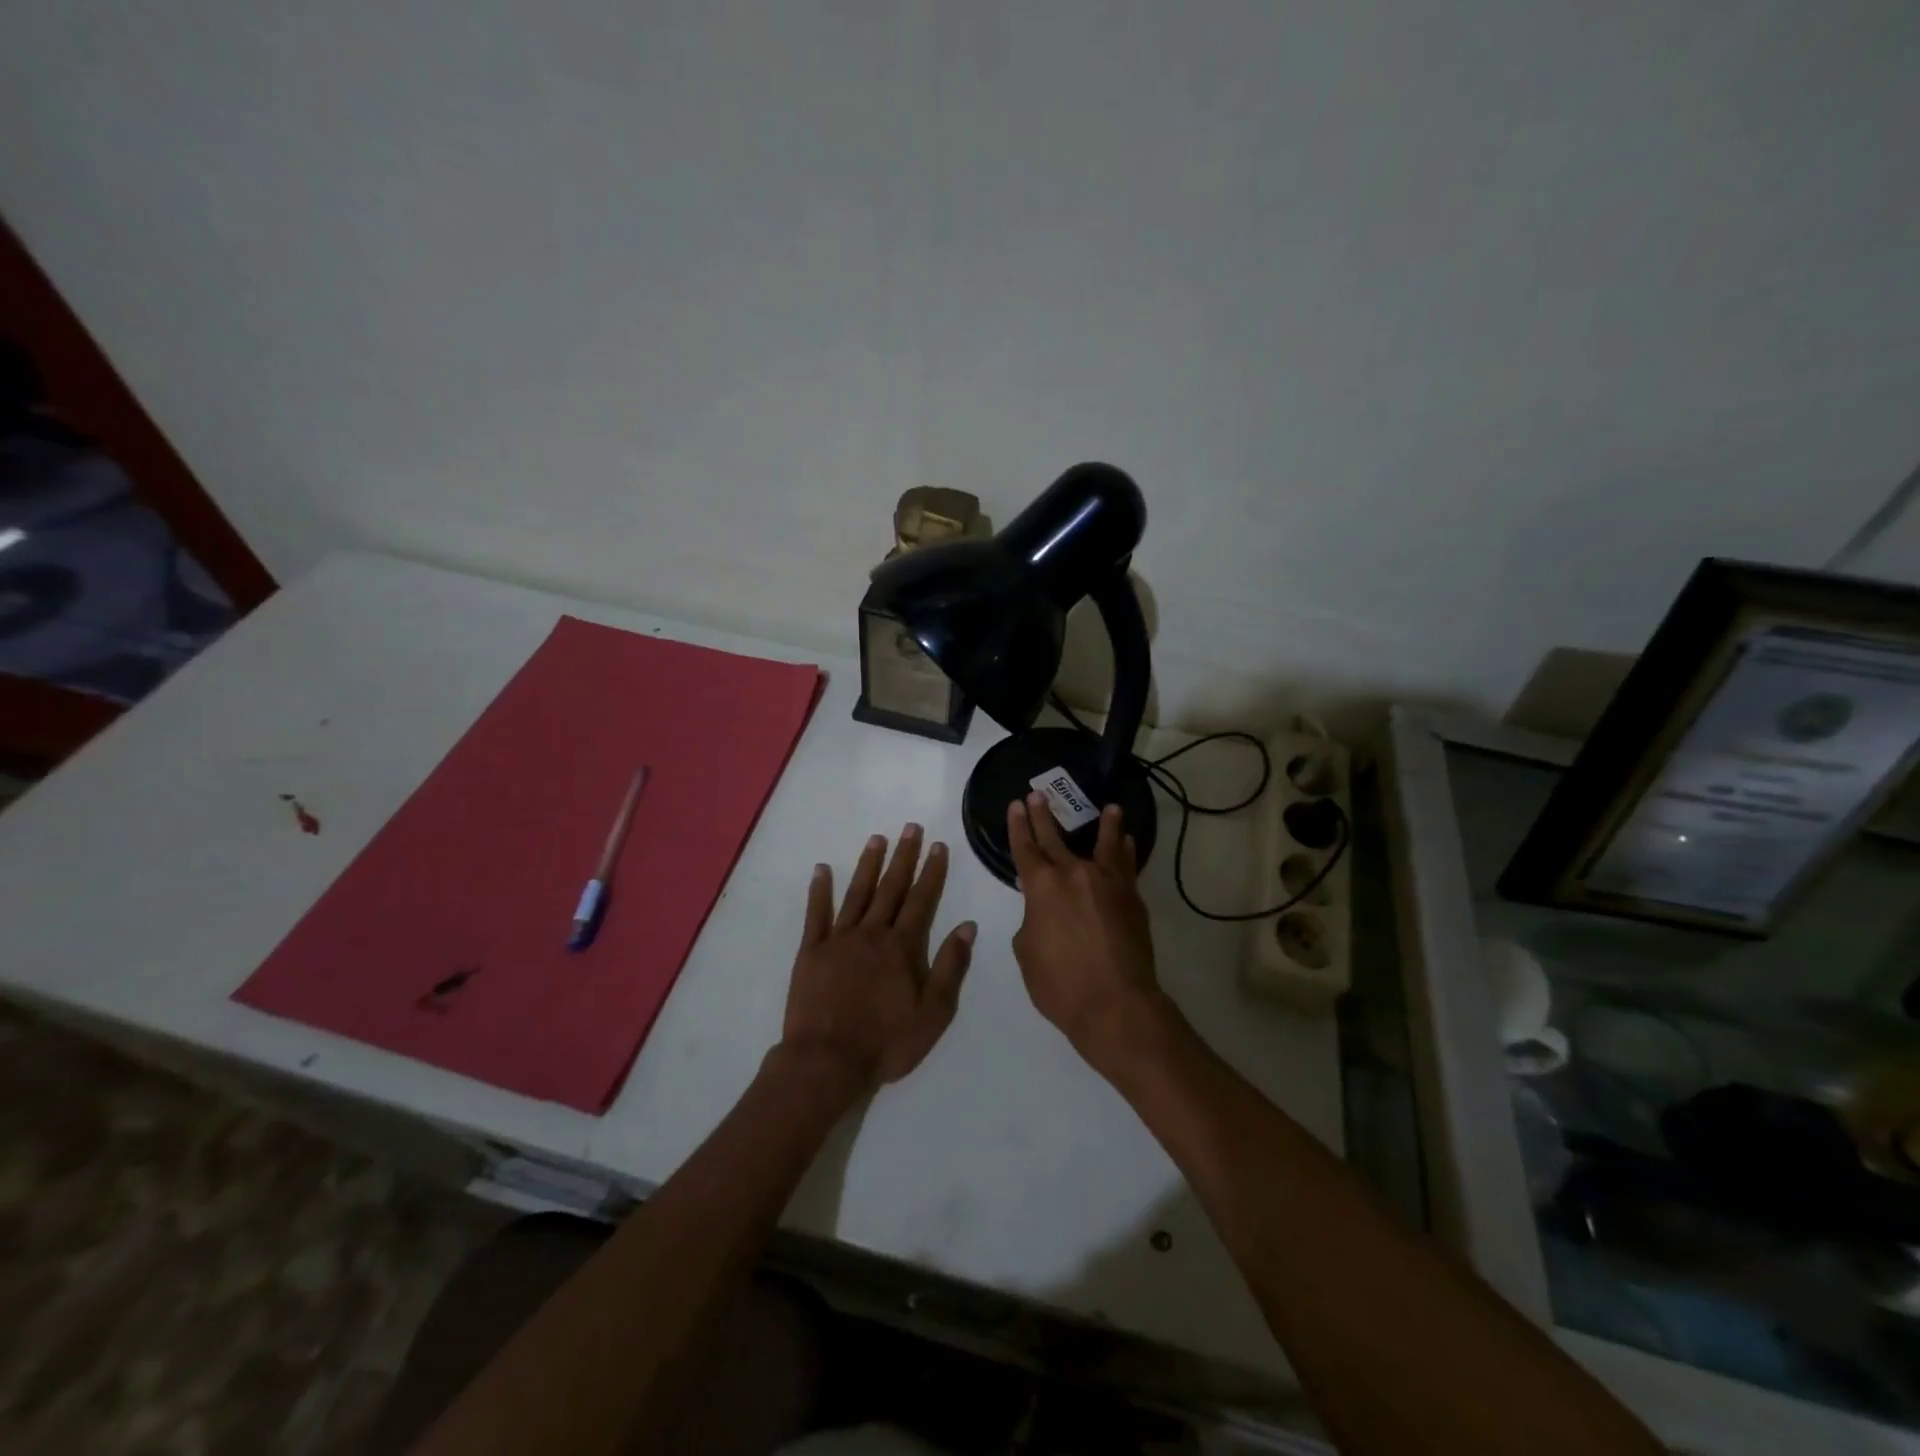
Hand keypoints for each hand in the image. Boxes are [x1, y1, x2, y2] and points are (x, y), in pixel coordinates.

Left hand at [781, 824, 976, 1093]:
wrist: (826, 1062)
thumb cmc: (885, 1042)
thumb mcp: (933, 1013)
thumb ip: (950, 967)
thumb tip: (967, 926)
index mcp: (902, 947)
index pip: (922, 900)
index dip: (931, 872)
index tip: (938, 846)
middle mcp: (872, 933)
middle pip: (891, 888)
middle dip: (903, 857)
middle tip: (911, 828)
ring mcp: (838, 939)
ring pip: (857, 893)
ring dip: (868, 864)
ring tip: (877, 838)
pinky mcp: (810, 951)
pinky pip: (815, 914)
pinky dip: (819, 890)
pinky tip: (822, 869)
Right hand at [1007, 793, 1161, 1069]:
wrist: (1116, 1005)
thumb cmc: (1060, 985)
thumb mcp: (1027, 952)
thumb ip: (1031, 921)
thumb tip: (1043, 909)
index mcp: (1042, 887)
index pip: (1026, 848)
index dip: (1019, 826)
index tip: (1017, 805)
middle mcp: (1075, 875)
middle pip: (1057, 839)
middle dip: (1045, 816)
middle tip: (1039, 795)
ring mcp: (1108, 884)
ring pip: (1105, 845)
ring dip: (1106, 825)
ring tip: (1110, 808)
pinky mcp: (1132, 898)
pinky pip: (1126, 866)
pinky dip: (1125, 851)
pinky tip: (1127, 842)